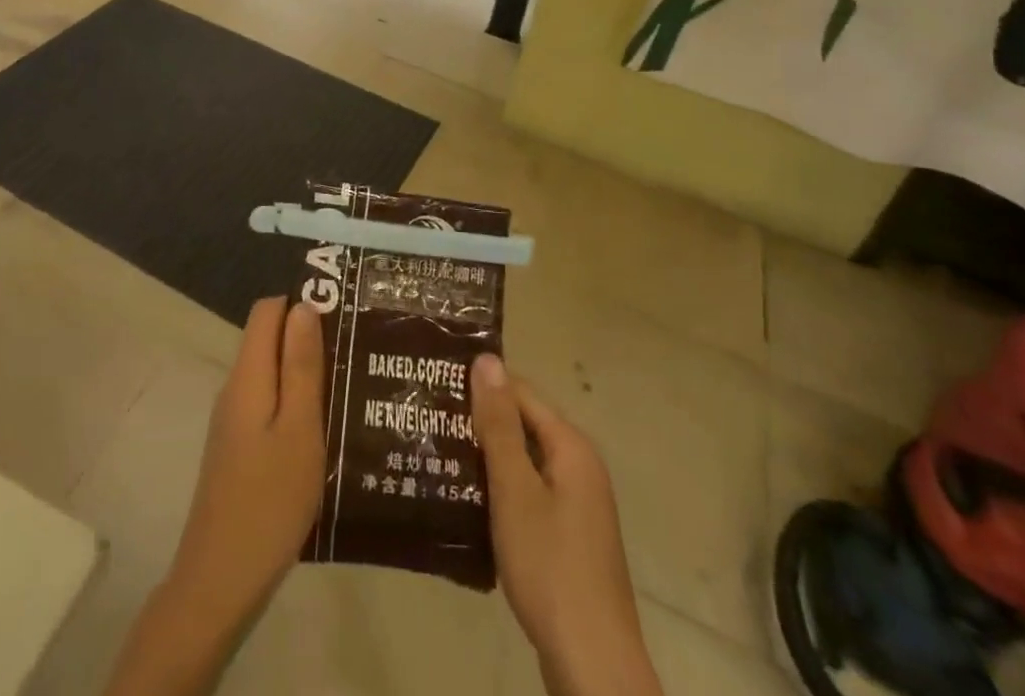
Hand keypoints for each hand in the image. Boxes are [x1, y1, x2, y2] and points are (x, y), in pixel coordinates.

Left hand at [168, 297, 326, 624]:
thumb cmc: (269, 500)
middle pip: (268, 339)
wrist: (220, 583)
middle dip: (308, 339)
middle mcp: (235, 388)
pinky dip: (294, 404)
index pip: (267, 310)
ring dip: (305, 374)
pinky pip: (268, 405)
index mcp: (248, 376)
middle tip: (356, 353)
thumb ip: (300, 366)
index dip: (301, 303)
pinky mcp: (237, 449)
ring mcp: (233, 421)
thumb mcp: (299, 429)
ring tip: (351, 387)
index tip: (342, 315)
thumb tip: (303, 306)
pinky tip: (325, 428)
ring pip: (270, 374)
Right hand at [471, 355, 663, 695]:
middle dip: (481, 422)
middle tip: (431, 419)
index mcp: (571, 447)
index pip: (521, 393)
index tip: (438, 383)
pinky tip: (467, 501)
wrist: (593, 667)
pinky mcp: (568, 538)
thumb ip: (499, 425)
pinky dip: (501, 492)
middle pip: (524, 426)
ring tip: (438, 453)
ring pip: (525, 463)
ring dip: (488, 459)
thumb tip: (487, 359)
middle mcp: (579, 467)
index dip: (481, 386)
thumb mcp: (515, 490)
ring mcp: (577, 506)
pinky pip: (530, 495)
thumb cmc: (550, 567)